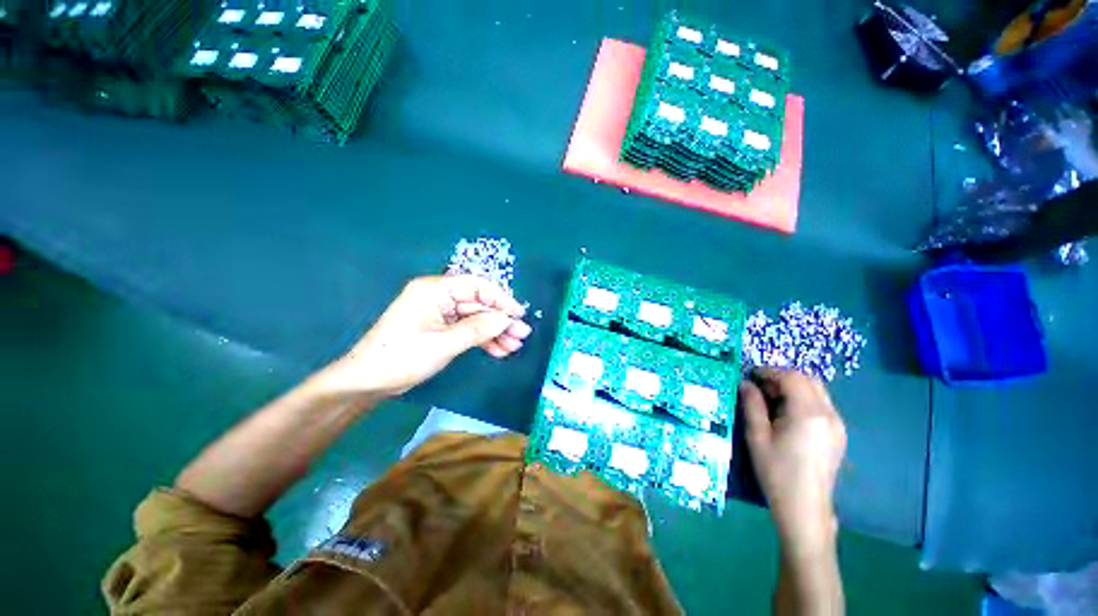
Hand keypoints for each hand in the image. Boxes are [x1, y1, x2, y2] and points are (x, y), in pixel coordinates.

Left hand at [321, 275, 531, 396]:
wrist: (367, 382)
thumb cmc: (401, 358)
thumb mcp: (443, 344)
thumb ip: (477, 329)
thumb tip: (506, 319)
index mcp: (434, 290)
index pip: (476, 286)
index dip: (501, 299)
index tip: (519, 314)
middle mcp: (439, 296)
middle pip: (479, 303)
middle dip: (500, 320)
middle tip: (522, 335)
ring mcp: (440, 312)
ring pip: (475, 318)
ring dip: (495, 332)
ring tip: (513, 347)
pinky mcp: (440, 327)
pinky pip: (467, 329)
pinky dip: (482, 339)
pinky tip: (498, 350)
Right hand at [739, 369, 846, 558]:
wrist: (805, 508)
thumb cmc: (776, 472)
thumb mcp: (757, 436)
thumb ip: (752, 405)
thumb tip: (746, 384)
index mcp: (807, 414)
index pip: (791, 377)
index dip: (769, 371)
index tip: (750, 375)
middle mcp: (829, 414)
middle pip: (808, 380)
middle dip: (782, 377)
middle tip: (761, 388)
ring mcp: (838, 425)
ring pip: (817, 391)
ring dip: (794, 387)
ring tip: (772, 401)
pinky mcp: (839, 435)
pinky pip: (822, 405)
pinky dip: (804, 400)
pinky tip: (788, 416)